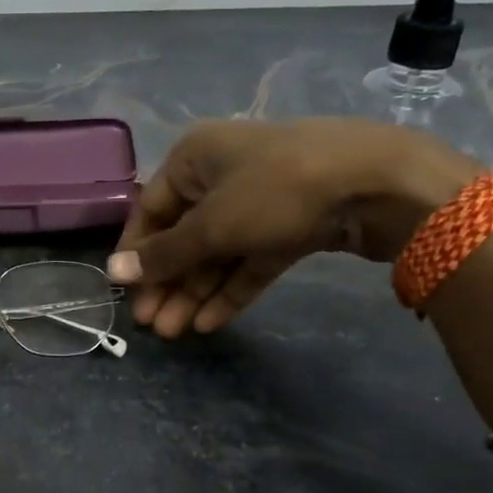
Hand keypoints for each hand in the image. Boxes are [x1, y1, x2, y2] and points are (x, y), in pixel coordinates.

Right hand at [107, 119, 479, 336]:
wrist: (379, 183)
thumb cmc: (275, 190)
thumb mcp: (212, 225)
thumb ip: (164, 254)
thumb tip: (113, 273)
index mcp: (194, 158)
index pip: (150, 210)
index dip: (135, 254)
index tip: (126, 295)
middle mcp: (221, 175)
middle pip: (184, 235)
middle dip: (168, 282)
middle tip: (152, 326)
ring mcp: (260, 200)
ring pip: (217, 252)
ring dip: (196, 291)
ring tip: (177, 333)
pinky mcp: (291, 225)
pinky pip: (250, 259)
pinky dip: (231, 288)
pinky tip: (211, 322)